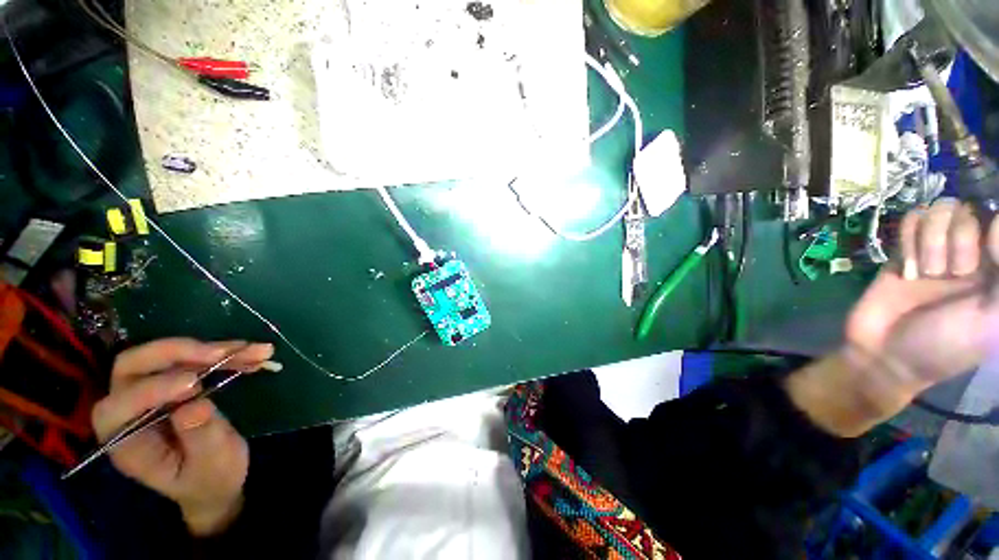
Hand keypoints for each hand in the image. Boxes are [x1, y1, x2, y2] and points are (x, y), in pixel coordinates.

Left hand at [91, 338, 273, 535]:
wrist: (218, 478)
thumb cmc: (211, 481)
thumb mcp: (212, 467)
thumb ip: (201, 439)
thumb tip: (194, 405)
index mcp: (127, 441)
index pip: (119, 405)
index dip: (151, 389)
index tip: (195, 383)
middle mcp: (130, 411)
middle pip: (133, 366)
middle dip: (176, 354)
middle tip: (219, 354)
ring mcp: (152, 392)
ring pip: (166, 356)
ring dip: (209, 349)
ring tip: (251, 350)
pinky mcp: (177, 382)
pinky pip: (195, 358)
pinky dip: (225, 353)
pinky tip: (253, 354)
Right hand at [789, 199, 998, 436]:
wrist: (888, 353)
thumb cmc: (948, 343)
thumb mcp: (990, 318)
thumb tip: (998, 223)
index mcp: (997, 267)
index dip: (991, 231)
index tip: (984, 261)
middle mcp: (974, 251)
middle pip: (970, 210)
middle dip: (958, 242)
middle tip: (951, 276)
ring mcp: (938, 248)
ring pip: (940, 210)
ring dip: (931, 242)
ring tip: (926, 273)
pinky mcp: (906, 248)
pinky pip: (911, 219)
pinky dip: (908, 240)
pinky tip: (907, 266)